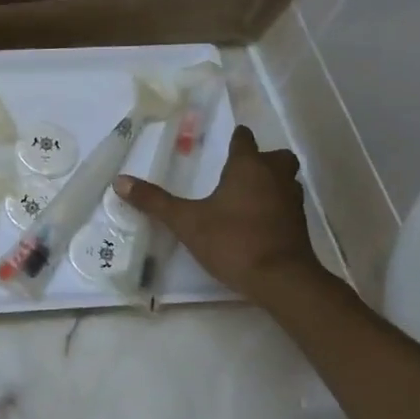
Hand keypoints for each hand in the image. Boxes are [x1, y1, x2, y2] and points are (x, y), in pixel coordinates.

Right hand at [116, 126, 323, 301]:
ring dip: (272, 182)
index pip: (244, 140)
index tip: (227, 142)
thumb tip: (119, 181)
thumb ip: (155, 201)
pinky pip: (288, 205)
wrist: (281, 279)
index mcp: (248, 167)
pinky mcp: (299, 226)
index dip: (236, 139)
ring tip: (248, 195)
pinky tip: (259, 221)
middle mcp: (275, 177)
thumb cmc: (233, 241)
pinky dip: (276, 207)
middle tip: (241, 170)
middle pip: (276, 157)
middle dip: (262, 159)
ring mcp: (292, 201)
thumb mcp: (186, 222)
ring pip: (286, 180)